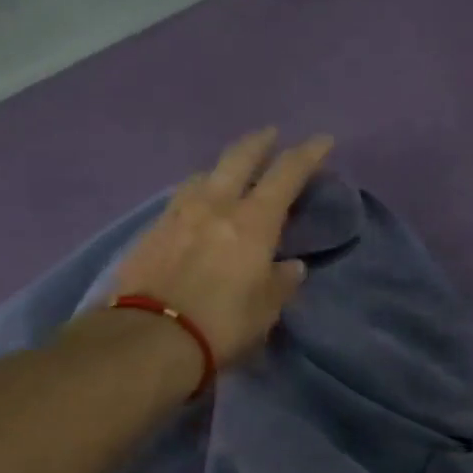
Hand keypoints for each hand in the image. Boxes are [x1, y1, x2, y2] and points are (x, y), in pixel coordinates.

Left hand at [112, 129, 333, 368]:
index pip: (287, 174)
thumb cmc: (221, 324)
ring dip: (222, 168)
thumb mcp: (265, 310)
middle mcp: (215, 205)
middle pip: (239, 157)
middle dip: (259, 142)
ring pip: (204, 174)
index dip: (308, 154)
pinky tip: (196, 206)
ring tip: (228, 174)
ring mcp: (178, 213)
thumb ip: (281, 283)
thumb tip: (291, 266)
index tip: (322, 141)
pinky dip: (196, 194)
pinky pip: (180, 199)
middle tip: (270, 135)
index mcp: (252, 221)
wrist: (150, 337)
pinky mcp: (151, 230)